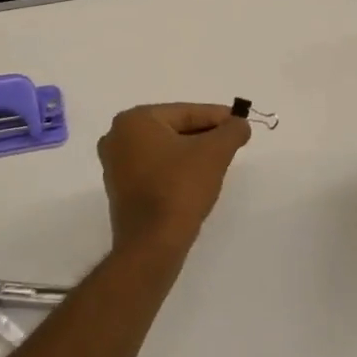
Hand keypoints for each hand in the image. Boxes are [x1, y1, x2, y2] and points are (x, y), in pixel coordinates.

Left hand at [98, 103, 251, 252]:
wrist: (153, 244)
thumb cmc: (180, 188)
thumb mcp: (214, 153)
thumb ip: (232, 131)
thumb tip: (240, 124)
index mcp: (135, 121)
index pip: (186, 112)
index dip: (218, 117)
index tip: (241, 123)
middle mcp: (117, 137)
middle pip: (174, 129)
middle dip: (205, 135)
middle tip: (233, 142)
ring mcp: (115, 165)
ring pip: (165, 150)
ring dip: (192, 153)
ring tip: (219, 161)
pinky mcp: (121, 189)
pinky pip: (155, 169)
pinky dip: (176, 170)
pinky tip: (197, 180)